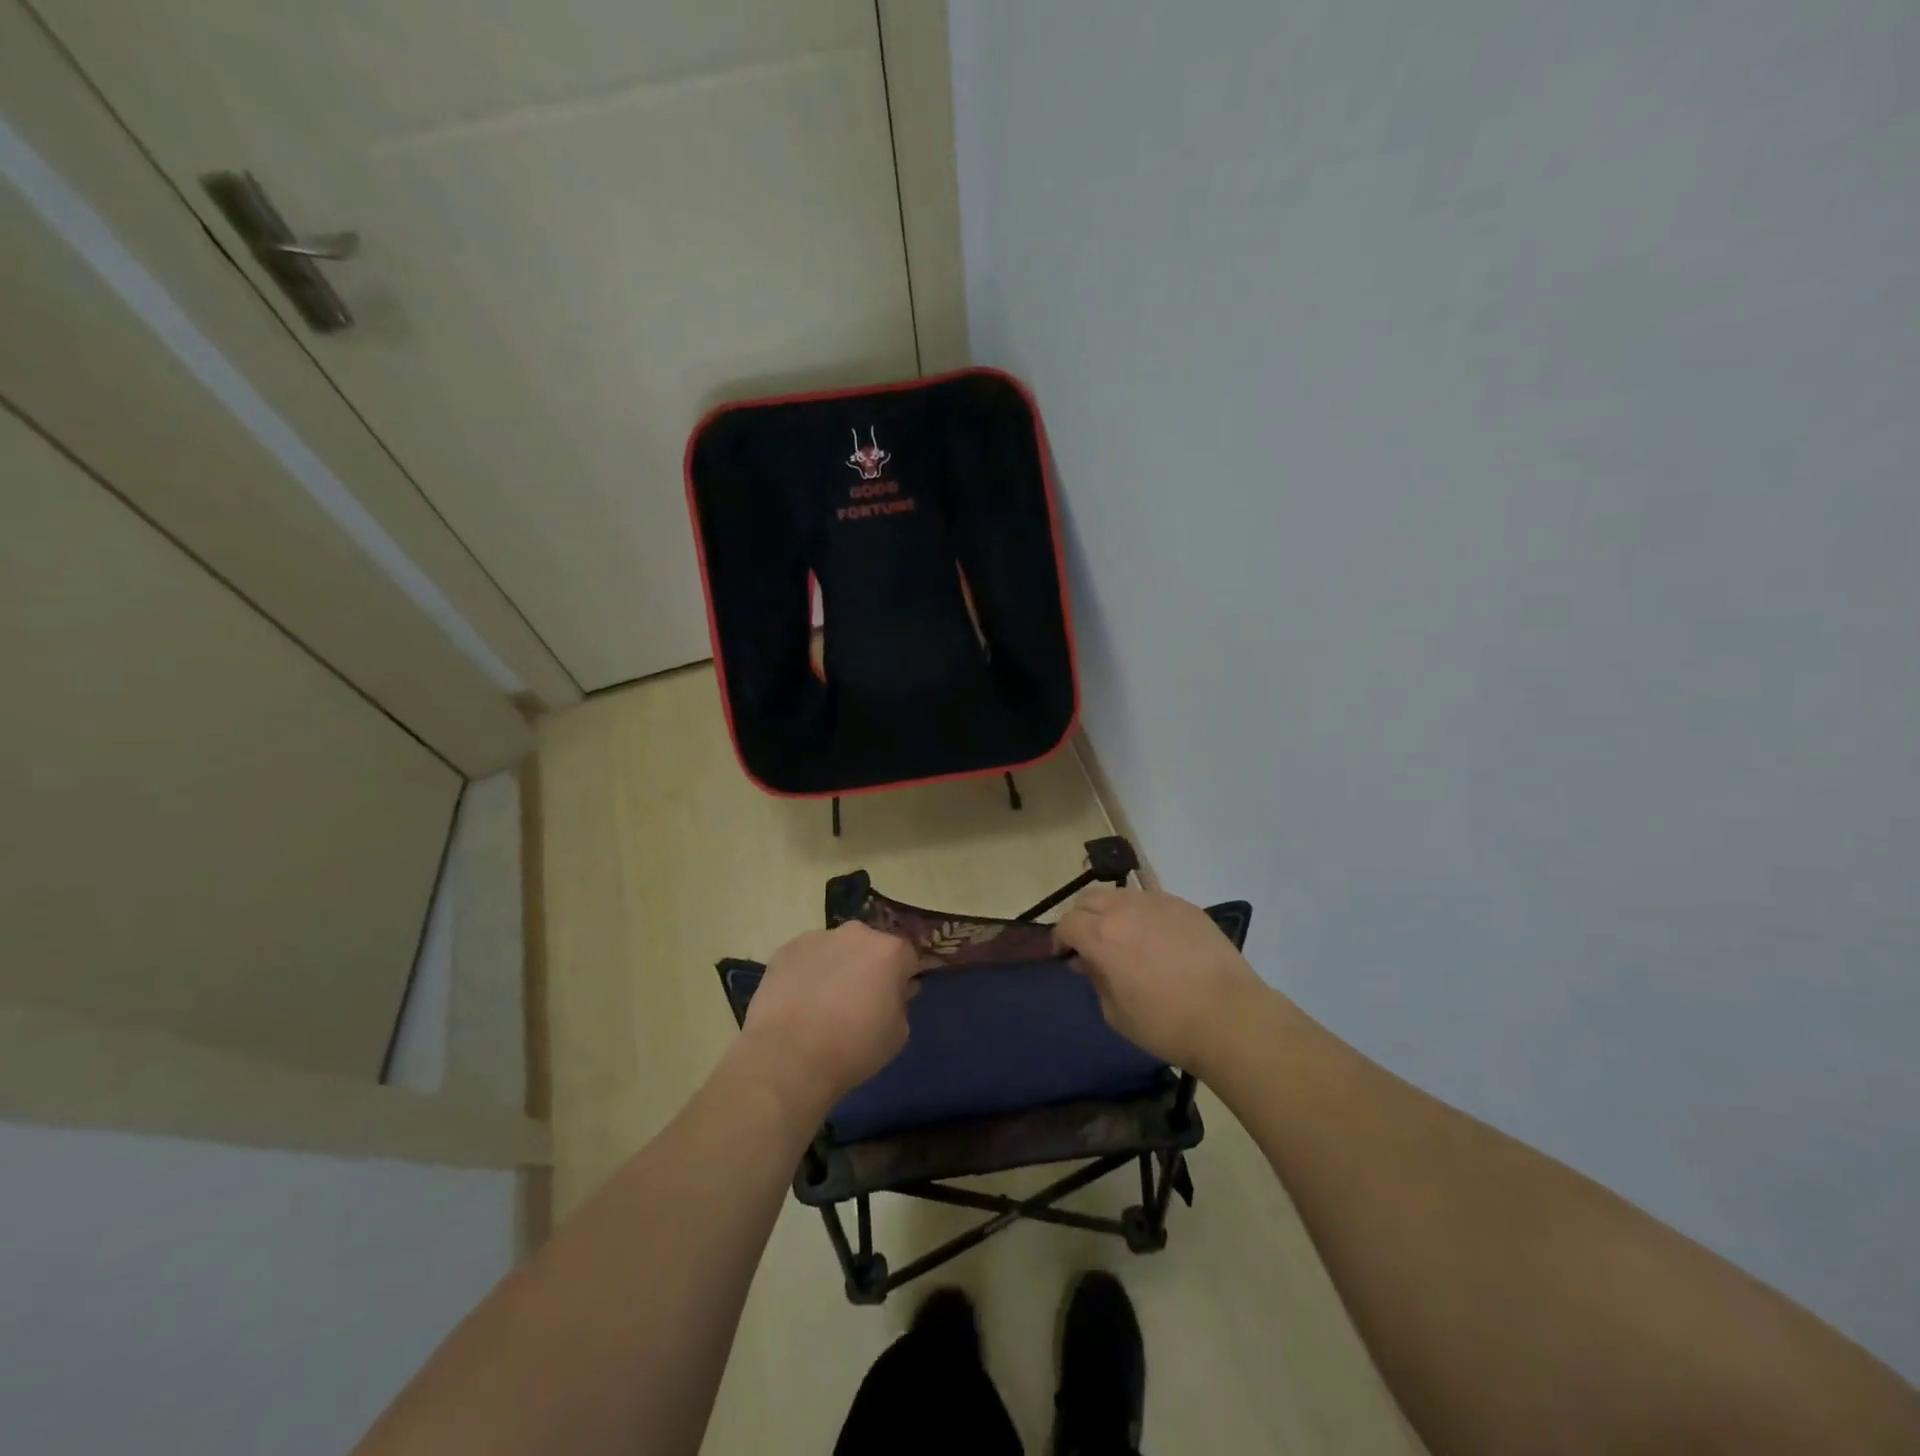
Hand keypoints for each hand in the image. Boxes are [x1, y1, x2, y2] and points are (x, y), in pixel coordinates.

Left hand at [739, 922, 917, 1111]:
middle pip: (870, 946)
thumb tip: (891, 993)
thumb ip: (901, 1004)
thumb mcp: (898, 1034)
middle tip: (860, 1000)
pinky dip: (807, 972)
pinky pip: (806, 957)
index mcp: (890, 951)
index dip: (903, 977)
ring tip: (824, 1002)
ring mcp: (818, 938)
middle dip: (869, 966)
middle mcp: (856, 934)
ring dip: (837, 966)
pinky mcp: (786, 949)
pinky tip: (799, 1001)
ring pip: (836, 949)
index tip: (895, 998)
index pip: (907, 956)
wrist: (788, 1058)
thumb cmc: (853, 1048)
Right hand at [1054, 888, 1265, 1075]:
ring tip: (1125, 939)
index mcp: (1101, 935)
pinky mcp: (1185, 906)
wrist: (1230, 1017)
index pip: (1067, 922)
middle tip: (1091, 944)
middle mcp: (1125, 909)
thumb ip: (1096, 979)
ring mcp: (1158, 902)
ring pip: (1120, 895)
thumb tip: (1089, 961)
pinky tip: (1158, 940)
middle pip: (1089, 899)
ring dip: (1112, 912)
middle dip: (1082, 918)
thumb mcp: (1115, 1013)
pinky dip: (1143, 914)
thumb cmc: (1165, 1024)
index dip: (1061, 939)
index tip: (1066, 956)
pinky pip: (1152, 901)